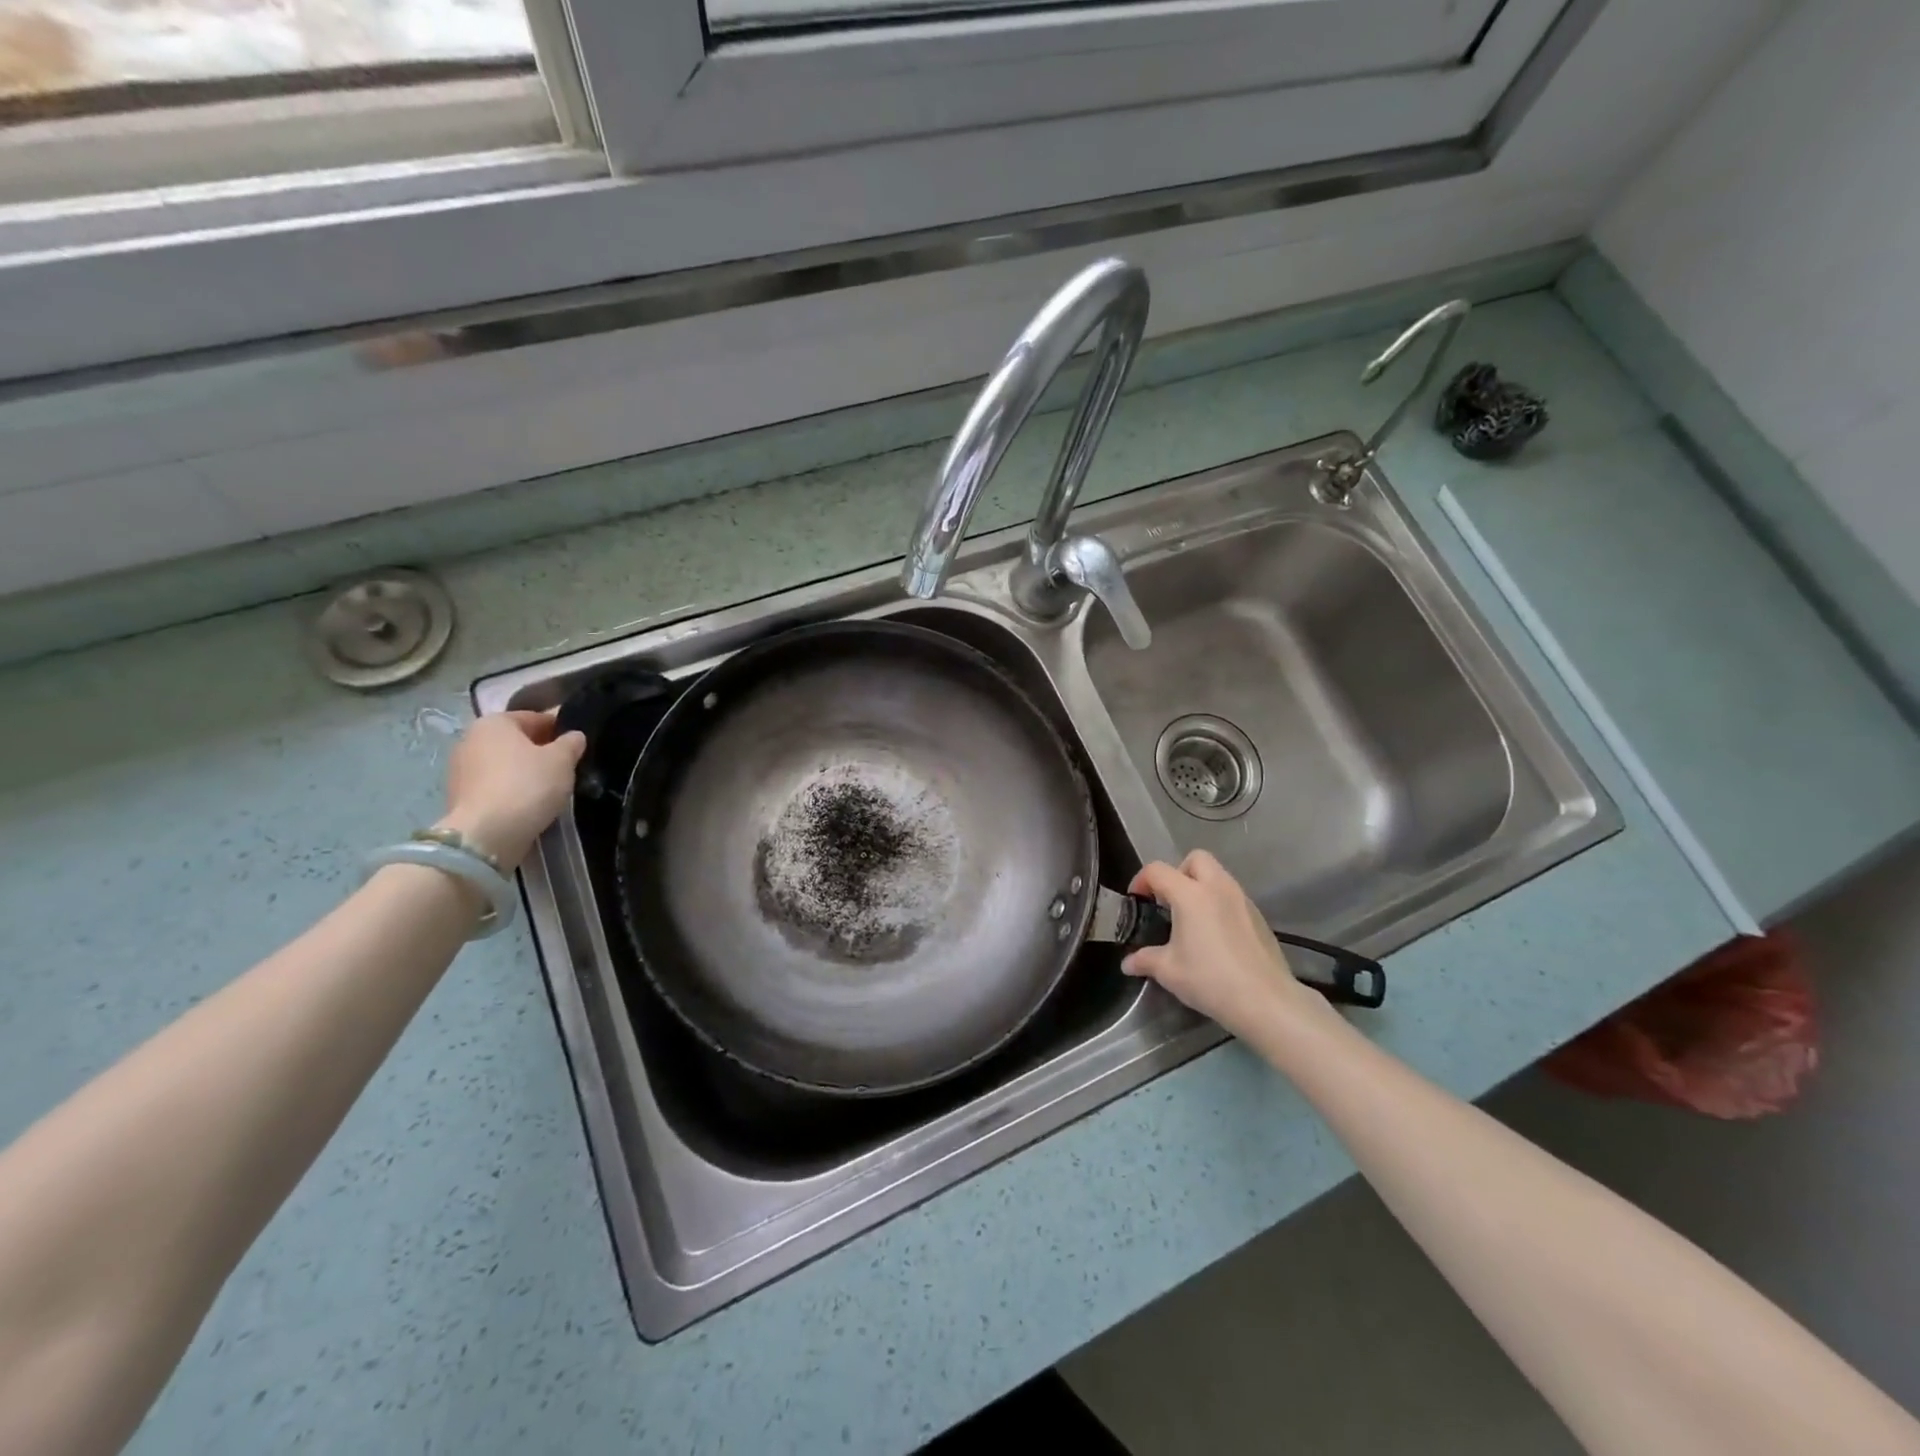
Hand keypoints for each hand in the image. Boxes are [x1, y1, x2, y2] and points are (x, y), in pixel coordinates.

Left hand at [437, 710, 586, 868]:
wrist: (486, 834)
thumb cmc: (527, 785)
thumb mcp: (562, 760)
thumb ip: (571, 743)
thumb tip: (574, 736)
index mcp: (494, 722)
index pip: (535, 717)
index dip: (560, 728)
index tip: (578, 744)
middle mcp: (470, 739)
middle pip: (516, 741)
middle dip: (540, 750)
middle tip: (567, 766)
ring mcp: (460, 770)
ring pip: (504, 764)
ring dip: (525, 771)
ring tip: (550, 787)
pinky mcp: (460, 797)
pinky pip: (495, 786)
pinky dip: (512, 790)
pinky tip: (530, 803)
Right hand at [1122, 851, 1336, 1041]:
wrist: (1266, 1001)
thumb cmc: (1210, 980)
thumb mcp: (1169, 971)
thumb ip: (1145, 960)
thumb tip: (1127, 963)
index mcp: (1190, 894)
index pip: (1158, 870)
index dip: (1141, 880)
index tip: (1137, 900)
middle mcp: (1218, 887)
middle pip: (1195, 859)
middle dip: (1178, 872)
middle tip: (1169, 901)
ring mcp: (1242, 899)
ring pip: (1218, 875)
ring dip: (1201, 886)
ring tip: (1192, 919)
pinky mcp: (1259, 916)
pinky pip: (1233, 896)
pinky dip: (1219, 903)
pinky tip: (1216, 935)